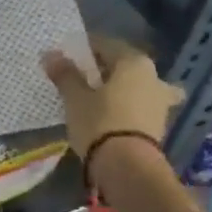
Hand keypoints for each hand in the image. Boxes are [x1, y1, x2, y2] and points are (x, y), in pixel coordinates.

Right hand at [41, 34, 183, 160]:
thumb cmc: (99, 122)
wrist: (128, 166)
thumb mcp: (75, 98)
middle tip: (81, 78)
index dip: (84, 49)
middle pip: (125, 65)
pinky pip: (140, 106)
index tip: (67, 57)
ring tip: (100, 98)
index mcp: (134, 62)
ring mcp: (160, 101)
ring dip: (121, 88)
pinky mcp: (159, 124)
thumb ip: (65, 74)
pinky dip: (128, 107)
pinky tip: (113, 115)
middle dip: (105, 69)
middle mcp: (154, 76)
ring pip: (137, 86)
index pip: (106, 45)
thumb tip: (51, 54)